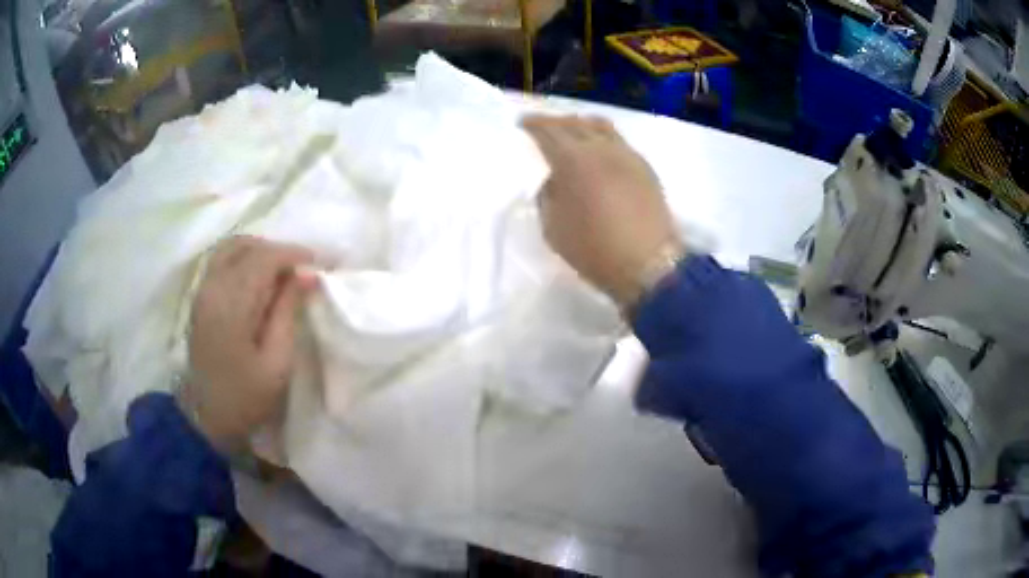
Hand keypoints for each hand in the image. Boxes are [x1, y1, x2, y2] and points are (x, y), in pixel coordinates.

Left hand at [185, 236, 316, 452]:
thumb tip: (306, 274)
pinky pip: (223, 259)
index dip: (294, 254)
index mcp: (231, 305)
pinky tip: (260, 277)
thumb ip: (288, 312)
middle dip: (280, 251)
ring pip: (233, 247)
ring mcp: (202, 289)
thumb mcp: (276, 363)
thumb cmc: (245, 397)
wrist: (206, 416)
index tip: (320, 264)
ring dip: (261, 251)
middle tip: (305, 270)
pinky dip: (245, 257)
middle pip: (248, 247)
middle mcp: (212, 287)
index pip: (264, 258)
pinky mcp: (200, 296)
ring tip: (283, 272)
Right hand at [521, 115, 679, 307]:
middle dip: (554, 121)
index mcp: (572, 160)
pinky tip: (599, 150)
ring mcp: (626, 154)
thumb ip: (547, 197)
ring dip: (580, 124)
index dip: (533, 124)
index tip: (522, 122)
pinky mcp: (644, 166)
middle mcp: (599, 148)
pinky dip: (601, 137)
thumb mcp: (553, 228)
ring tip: (571, 132)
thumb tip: (552, 179)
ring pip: (600, 126)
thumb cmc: (594, 250)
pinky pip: (618, 140)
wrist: (649, 263)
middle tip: (542, 126)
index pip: (548, 132)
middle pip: (574, 123)